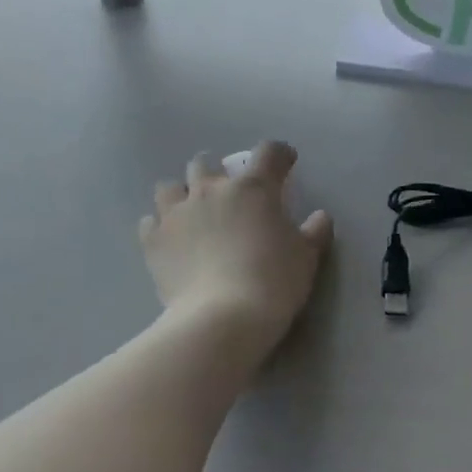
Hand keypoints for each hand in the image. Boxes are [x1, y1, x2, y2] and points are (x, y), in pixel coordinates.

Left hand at [141, 142, 332, 359]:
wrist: (224, 317)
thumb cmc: (274, 281)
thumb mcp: (306, 257)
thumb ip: (314, 232)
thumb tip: (320, 216)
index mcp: (253, 188)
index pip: (269, 153)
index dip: (280, 154)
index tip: (286, 163)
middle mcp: (210, 190)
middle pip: (206, 164)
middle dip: (218, 173)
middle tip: (229, 194)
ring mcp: (176, 213)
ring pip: (170, 187)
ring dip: (182, 194)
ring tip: (192, 213)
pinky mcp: (153, 240)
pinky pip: (151, 221)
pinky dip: (161, 226)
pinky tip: (172, 240)